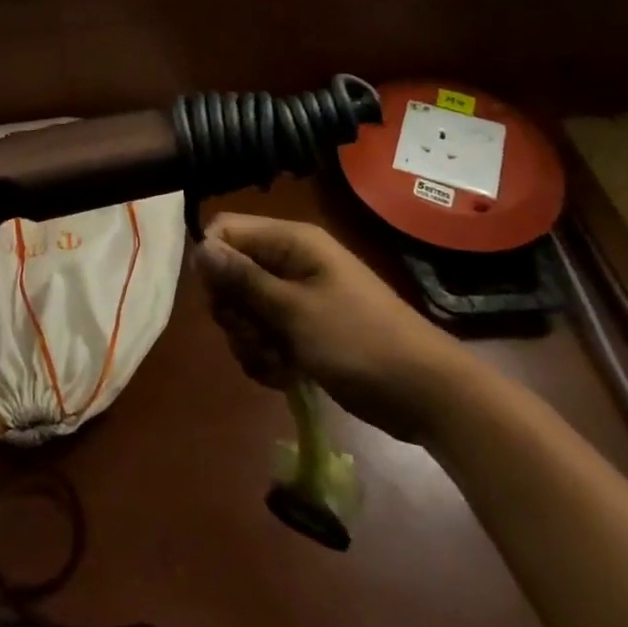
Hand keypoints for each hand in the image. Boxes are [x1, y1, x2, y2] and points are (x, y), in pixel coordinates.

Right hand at [194, 213, 471, 442]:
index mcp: (291, 242)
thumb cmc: (360, 342)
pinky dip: (266, 355)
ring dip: (249, 340)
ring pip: (244, 308)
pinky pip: (264, 333)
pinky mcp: (304, 328)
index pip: (226, 232)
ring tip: (275, 363)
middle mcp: (290, 261)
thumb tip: (200, 249)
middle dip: (233, 312)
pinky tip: (284, 376)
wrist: (427, 395)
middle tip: (255, 337)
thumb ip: (244, 280)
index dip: (214, 264)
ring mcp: (298, 296)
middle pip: (231, 273)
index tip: (224, 302)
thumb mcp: (295, 312)